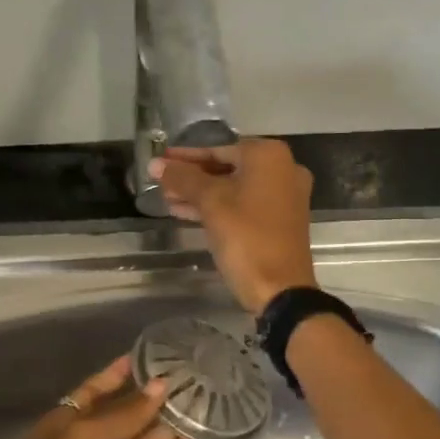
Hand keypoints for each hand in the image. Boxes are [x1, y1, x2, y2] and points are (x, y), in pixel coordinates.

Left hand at [0, 357, 194, 438]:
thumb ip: (123, 415)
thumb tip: (158, 388)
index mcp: (57, 432)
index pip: (87, 396)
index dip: (111, 378)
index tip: (140, 359)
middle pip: (114, 424)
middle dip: (142, 405)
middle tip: (178, 384)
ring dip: (158, 432)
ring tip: (191, 408)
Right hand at [149, 138, 317, 313]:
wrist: (280, 288)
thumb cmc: (245, 236)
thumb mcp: (210, 203)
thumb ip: (182, 179)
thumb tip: (154, 164)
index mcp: (269, 156)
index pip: (217, 150)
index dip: (185, 158)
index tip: (161, 160)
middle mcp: (283, 169)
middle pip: (226, 168)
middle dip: (192, 177)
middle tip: (161, 183)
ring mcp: (284, 196)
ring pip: (233, 188)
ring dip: (201, 194)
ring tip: (168, 200)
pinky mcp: (280, 220)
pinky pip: (243, 205)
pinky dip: (218, 207)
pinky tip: (186, 213)